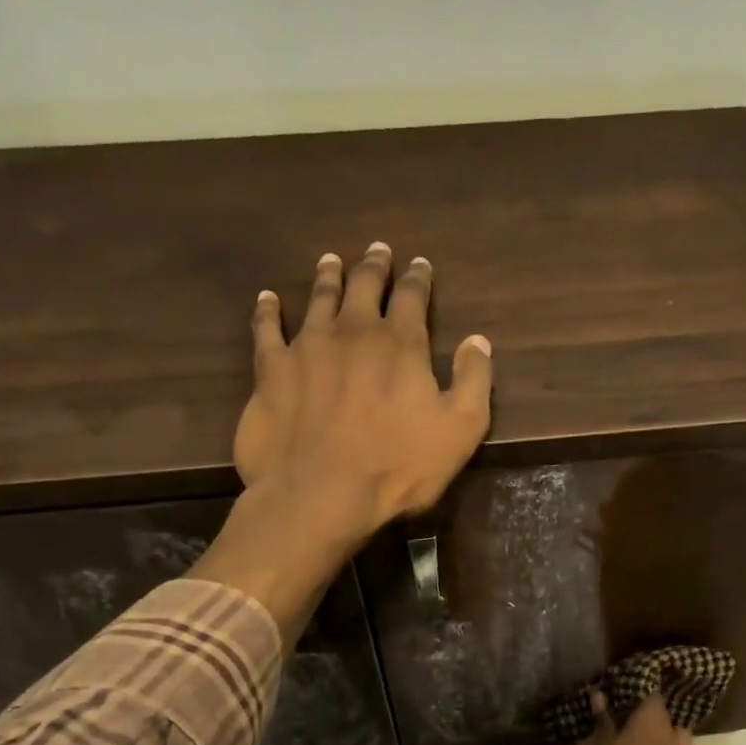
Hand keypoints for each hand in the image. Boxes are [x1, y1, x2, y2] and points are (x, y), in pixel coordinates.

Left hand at [235, 243, 493, 546]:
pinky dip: (267, 310)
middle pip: (364, 286)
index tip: (420, 264)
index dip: (418, 278)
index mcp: (400, 344)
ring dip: (328, 277)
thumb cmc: (398, 467)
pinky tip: (267, 298)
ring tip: (331, 261)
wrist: (320, 494)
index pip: (412, 297)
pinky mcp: (271, 370)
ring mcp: (307, 346)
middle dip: (374, 266)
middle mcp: (353, 332)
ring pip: (318, 298)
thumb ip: (473, 381)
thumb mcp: (460, 430)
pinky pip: (266, 328)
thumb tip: (479, 340)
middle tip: (377, 250)